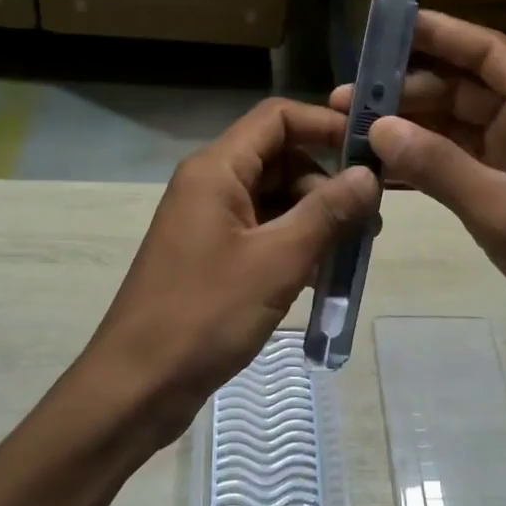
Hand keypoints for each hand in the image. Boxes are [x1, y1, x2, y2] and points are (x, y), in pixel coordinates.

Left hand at [84, 98, 379, 443]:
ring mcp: (209, 221)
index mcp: (216, 169)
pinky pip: (262, 231)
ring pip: (274, 198)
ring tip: (353, 252)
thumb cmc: (204, 315)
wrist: (135, 388)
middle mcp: (210, 184)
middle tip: (370, 218)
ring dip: (315, 218)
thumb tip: (369, 175)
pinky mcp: (212, 255)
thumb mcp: (276, 261)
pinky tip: (322, 275)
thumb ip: (326, 213)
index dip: (324, 125)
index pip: (277, 118)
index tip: (370, 151)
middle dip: (326, 182)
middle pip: (279, 158)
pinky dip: (294, 244)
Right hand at [333, 11, 505, 371]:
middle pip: (461, 89)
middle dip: (406, 91)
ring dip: (408, 128)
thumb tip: (378, 128)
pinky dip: (420, 164)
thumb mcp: (502, 209)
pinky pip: (453, 164)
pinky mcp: (504, 192)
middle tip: (348, 99)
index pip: (487, 53)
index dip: (439, 33)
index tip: (386, 27)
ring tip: (352, 129)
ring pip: (452, 128)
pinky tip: (378, 168)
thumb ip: (438, 166)